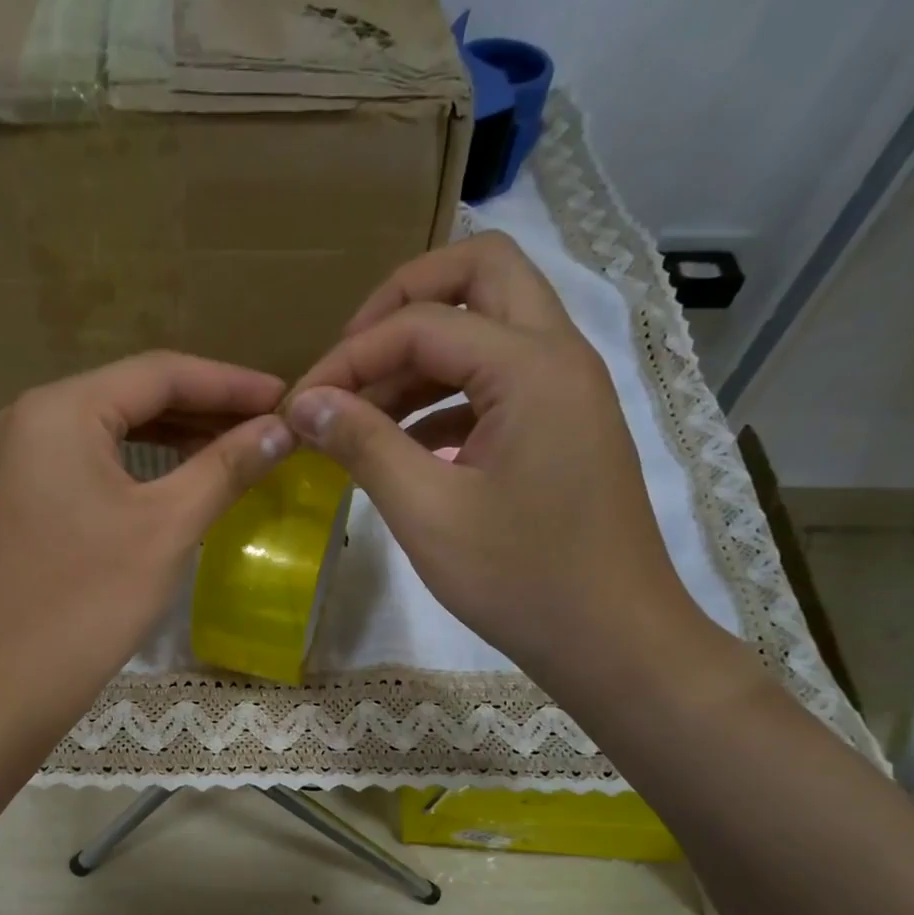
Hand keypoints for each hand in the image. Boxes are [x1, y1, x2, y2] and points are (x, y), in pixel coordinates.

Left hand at [0, 352, 290, 735]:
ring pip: (113, 431)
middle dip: (204, 408)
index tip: (286, 396)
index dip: (230, 383)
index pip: (160, 373)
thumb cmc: (91, 601)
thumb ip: (226, 467)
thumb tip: (284, 428)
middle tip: (268, 425)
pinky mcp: (22, 497)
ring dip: (175, 436)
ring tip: (237, 447)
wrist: (9, 683)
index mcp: (61, 410)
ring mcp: (20, 459)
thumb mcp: (168, 527)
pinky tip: (181, 477)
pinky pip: (91, 462)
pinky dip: (140, 465)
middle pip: (133, 396)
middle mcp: (31, 418)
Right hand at [288, 232, 726, 705]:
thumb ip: (363, 444)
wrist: (613, 640)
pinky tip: (403, 447)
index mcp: (531, 367)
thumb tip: (304, 402)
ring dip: (422, 353)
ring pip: (489, 326)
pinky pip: (497, 381)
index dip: (349, 357)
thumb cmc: (521, 579)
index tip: (299, 405)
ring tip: (362, 412)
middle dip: (403, 303)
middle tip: (351, 359)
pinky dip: (445, 395)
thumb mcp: (427, 513)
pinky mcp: (562, 427)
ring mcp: (566, 391)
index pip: (420, 323)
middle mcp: (558, 356)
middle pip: (480, 274)